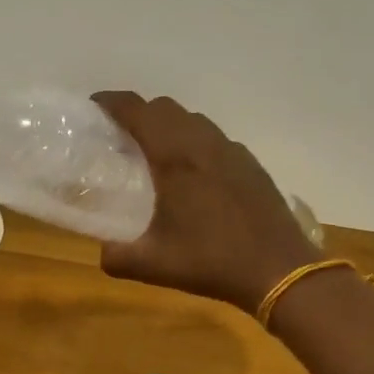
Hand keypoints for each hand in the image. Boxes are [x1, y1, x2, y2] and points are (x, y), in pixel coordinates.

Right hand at [92, 92, 319, 312]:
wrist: (280, 272)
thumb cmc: (211, 261)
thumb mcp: (152, 264)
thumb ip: (116, 256)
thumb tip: (102, 250)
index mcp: (173, 157)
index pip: (136, 110)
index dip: (110, 101)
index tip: (93, 107)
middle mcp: (201, 143)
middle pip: (163, 107)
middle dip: (138, 112)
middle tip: (120, 136)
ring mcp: (230, 150)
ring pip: (192, 118)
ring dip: (167, 125)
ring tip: (154, 152)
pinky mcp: (249, 163)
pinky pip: (213, 137)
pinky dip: (193, 141)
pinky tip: (192, 174)